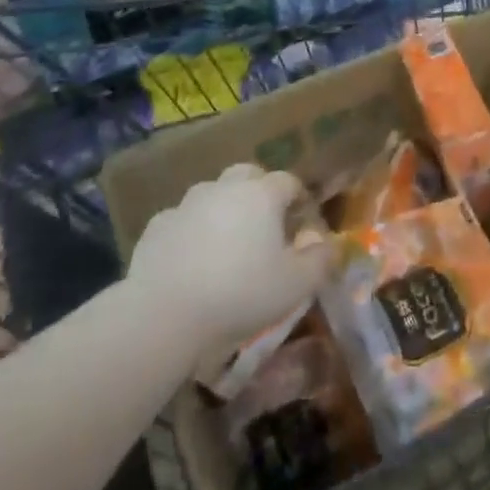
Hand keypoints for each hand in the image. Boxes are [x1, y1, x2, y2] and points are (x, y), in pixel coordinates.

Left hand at [126, 165, 331, 351]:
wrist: (164, 314)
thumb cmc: (240, 294)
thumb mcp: (296, 285)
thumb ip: (321, 261)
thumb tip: (331, 245)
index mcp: (262, 194)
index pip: (289, 182)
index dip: (300, 201)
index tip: (302, 226)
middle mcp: (225, 188)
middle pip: (248, 175)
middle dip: (260, 192)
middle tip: (265, 226)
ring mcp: (187, 204)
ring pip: (213, 194)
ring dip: (224, 209)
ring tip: (227, 244)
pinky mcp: (157, 226)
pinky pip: (183, 220)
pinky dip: (192, 231)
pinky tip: (192, 259)